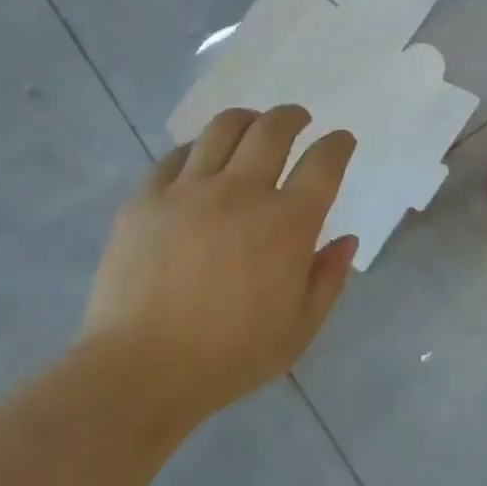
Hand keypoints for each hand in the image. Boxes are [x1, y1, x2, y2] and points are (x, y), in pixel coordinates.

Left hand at [81, 105, 358, 422]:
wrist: (140, 369)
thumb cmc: (229, 357)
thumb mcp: (298, 330)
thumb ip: (328, 279)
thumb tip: (346, 240)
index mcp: (286, 223)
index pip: (323, 163)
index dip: (337, 144)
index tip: (341, 140)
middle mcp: (241, 191)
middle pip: (273, 129)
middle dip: (292, 116)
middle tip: (298, 119)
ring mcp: (189, 189)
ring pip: (223, 129)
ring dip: (246, 119)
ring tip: (251, 123)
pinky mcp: (146, 197)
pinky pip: (175, 155)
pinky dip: (197, 149)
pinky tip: (199, 159)